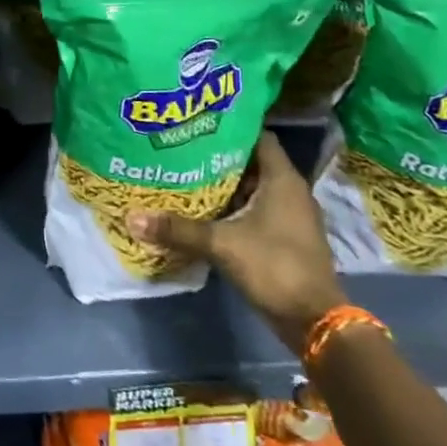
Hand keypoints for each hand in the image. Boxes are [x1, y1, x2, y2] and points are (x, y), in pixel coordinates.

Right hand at [127, 131, 344, 354]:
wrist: (314, 321)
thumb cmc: (275, 266)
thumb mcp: (222, 244)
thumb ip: (179, 229)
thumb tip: (132, 217)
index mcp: (283, 179)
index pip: (258, 136)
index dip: (231, 127)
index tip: (199, 124)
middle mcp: (291, 191)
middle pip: (252, 162)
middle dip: (220, 156)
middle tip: (184, 148)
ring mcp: (291, 216)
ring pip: (254, 188)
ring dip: (226, 183)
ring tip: (188, 174)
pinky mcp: (286, 237)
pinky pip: (257, 210)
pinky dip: (235, 207)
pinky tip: (206, 210)